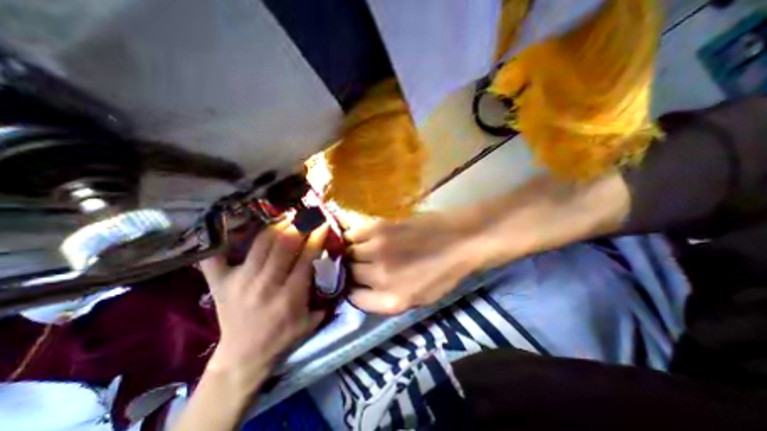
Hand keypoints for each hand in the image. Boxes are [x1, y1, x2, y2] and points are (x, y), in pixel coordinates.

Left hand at [198, 222, 328, 380]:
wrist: (244, 357)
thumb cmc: (284, 337)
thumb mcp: (313, 320)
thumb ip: (326, 295)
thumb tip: (336, 270)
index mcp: (291, 295)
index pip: (307, 256)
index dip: (317, 237)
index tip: (323, 223)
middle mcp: (266, 284)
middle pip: (284, 244)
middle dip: (299, 225)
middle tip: (306, 214)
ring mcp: (241, 281)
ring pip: (261, 243)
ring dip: (277, 225)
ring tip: (286, 216)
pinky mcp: (221, 283)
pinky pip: (218, 255)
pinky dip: (225, 239)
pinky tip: (236, 225)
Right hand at [346, 214, 480, 315]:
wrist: (459, 240)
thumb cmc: (444, 272)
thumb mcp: (420, 299)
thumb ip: (387, 300)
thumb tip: (361, 291)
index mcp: (392, 300)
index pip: (353, 298)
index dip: (353, 290)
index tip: (356, 283)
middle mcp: (380, 277)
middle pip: (348, 274)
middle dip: (351, 271)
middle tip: (359, 265)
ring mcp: (378, 250)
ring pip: (348, 253)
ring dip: (351, 253)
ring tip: (360, 250)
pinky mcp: (379, 228)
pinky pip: (352, 235)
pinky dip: (353, 237)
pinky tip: (362, 238)